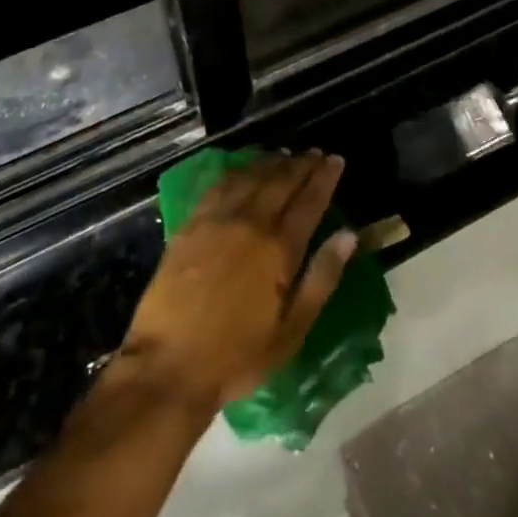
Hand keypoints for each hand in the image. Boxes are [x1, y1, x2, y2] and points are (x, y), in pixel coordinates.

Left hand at [122, 151, 355, 410]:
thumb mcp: (291, 331)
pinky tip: (242, 169)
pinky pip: (219, 185)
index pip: (309, 202)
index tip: (335, 160)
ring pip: (250, 177)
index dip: (324, 178)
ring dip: (270, 163)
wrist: (169, 363)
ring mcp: (217, 220)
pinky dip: (236, 171)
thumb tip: (348, 235)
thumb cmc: (237, 356)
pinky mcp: (190, 224)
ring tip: (284, 154)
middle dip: (301, 165)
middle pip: (280, 182)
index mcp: (279, 249)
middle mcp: (250, 223)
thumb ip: (321, 278)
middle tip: (314, 153)